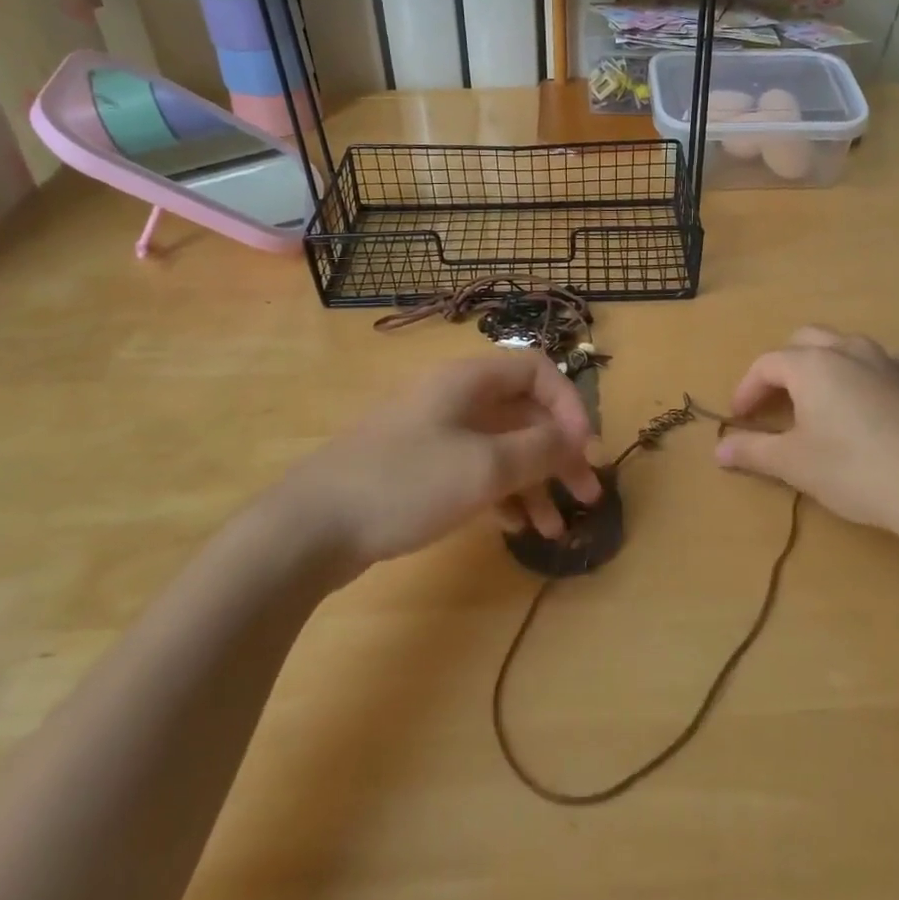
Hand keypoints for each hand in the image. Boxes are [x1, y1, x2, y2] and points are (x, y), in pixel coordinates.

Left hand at [284, 351, 599, 570]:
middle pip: (523, 413)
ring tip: (555, 528)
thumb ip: (539, 449)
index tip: (584, 449)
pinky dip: (502, 494)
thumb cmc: (405, 483)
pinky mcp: (419, 469)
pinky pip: (476, 471)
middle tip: (587, 495)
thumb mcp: (484, 466)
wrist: (311, 527)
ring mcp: (434, 434)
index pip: (536, 371)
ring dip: (534, 482)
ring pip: (502, 447)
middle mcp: (454, 399)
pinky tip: (516, 528)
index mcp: (468, 381)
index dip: (569, 405)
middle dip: (559, 453)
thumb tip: (578, 438)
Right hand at [713, 326, 898, 537]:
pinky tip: (889, 390)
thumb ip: (753, 452)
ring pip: (852, 344)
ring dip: (831, 361)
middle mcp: (849, 352)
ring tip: (825, 394)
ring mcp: (892, 364)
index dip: (747, 388)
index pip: (766, 364)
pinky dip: (889, 371)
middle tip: (776, 401)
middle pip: (806, 340)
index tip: (739, 418)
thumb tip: (718, 449)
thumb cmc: (852, 470)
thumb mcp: (794, 464)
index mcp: (811, 366)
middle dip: (784, 366)